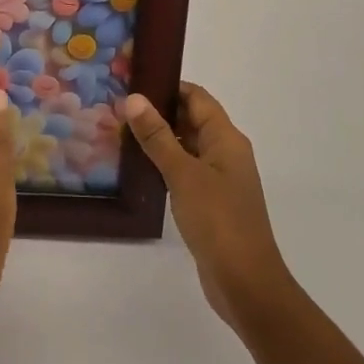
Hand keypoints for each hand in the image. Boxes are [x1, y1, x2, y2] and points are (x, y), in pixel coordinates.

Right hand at [124, 83, 295, 333]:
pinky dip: (164, 164)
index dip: (168, 85)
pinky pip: (185, 171)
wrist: (246, 283)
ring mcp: (219, 179)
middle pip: (192, 119)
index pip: (197, 97)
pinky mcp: (210, 202)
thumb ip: (158, 136)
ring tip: (119, 132)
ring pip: (186, 146)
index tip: (133, 80)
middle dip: (158, 111)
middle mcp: (226, 153)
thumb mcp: (184, 174)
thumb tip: (134, 98)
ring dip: (159, 139)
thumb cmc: (218, 220)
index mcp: (227, 139)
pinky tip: (137, 168)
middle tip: (117, 106)